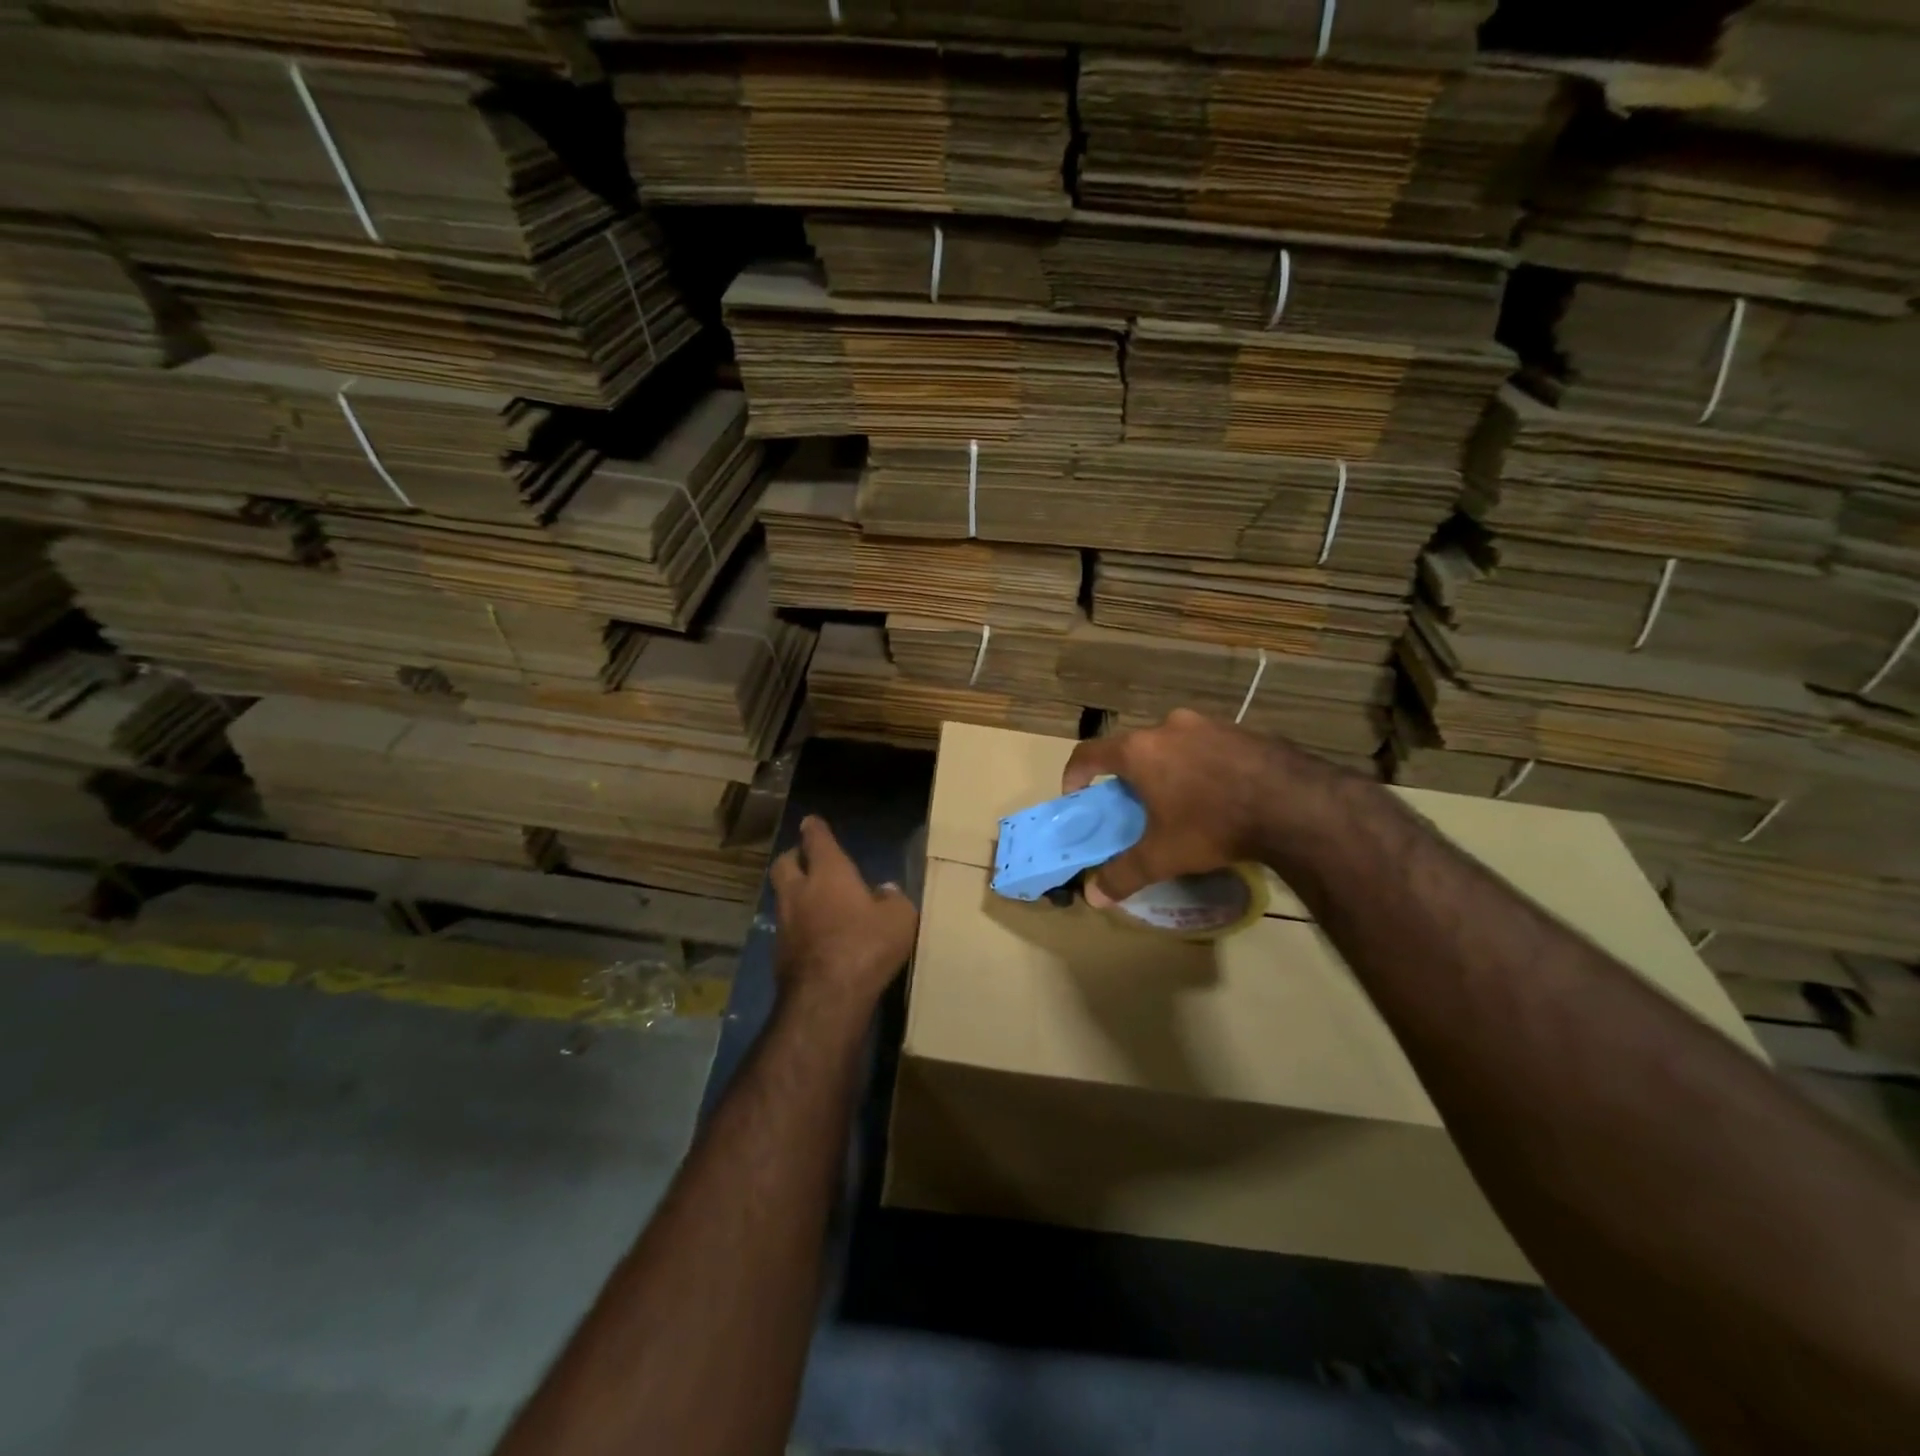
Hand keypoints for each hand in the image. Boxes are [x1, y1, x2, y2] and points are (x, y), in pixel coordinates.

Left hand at [769, 815, 918, 1018]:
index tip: (811, 822)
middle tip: (807, 859)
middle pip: (785, 863)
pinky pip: (787, 928)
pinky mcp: (780, 954)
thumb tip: (885, 891)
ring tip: (813, 900)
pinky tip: (814, 936)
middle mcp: (800, 891)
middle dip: (794, 857)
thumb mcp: (899, 919)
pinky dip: (798, 926)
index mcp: (829, 873)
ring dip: (794, 893)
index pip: (816, 840)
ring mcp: (785, 923)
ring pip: (782, 897)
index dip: (815, 829)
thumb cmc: (867, 946)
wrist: (827, 998)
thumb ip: (893, 899)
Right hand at [1062, 709, 1322, 902]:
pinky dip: (1201, 765)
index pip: (1089, 752)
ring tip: (1182, 800)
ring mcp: (1208, 723)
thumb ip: (1124, 874)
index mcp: (1140, 751)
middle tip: (1137, 805)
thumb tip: (1093, 897)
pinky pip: (1207, 745)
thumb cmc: (1214, 824)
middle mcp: (1168, 727)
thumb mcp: (1164, 856)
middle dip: (1129, 775)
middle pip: (1134, 748)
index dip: (1076, 773)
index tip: (1077, 795)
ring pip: (1173, 744)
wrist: (1295, 803)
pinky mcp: (1241, 729)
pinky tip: (1221, 793)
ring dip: (1167, 767)